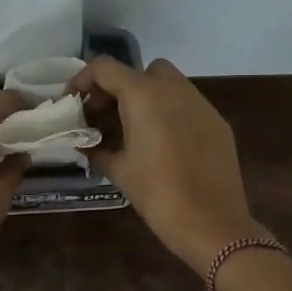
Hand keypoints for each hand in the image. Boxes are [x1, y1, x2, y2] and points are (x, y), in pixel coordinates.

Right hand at [67, 58, 266, 270]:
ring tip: (132, 131)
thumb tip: (85, 143)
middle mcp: (174, 89)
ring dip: (145, 99)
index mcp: (144, 95)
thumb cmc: (157, 194)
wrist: (211, 223)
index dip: (83, 80)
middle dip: (118, 88)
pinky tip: (163, 145)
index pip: (105, 68)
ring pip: (168, 84)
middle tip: (104, 118)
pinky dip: (169, 113)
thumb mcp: (119, 170)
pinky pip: (187, 105)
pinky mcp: (217, 122)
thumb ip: (97, 148)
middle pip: (140, 71)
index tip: (74, 102)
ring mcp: (200, 103)